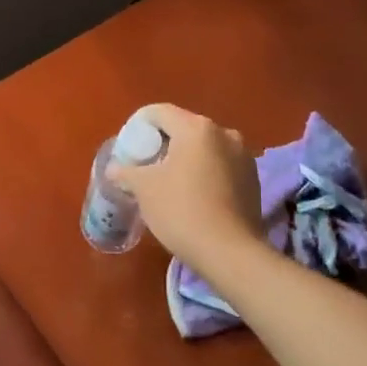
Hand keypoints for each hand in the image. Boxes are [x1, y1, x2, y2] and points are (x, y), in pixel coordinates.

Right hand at [108, 105, 266, 275]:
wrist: (230, 252)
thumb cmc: (182, 211)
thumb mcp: (144, 189)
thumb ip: (125, 171)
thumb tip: (113, 168)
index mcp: (197, 128)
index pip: (160, 113)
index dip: (139, 125)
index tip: (129, 147)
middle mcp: (224, 133)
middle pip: (184, 128)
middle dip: (163, 143)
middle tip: (145, 166)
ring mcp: (243, 155)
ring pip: (204, 148)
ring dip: (186, 159)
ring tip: (169, 182)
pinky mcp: (253, 179)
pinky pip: (221, 166)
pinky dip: (205, 173)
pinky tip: (195, 196)